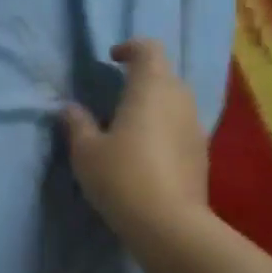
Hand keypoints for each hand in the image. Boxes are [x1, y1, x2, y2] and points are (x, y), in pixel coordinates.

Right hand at [60, 39, 210, 252]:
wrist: (168, 224)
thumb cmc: (121, 176)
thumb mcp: (86, 150)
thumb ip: (77, 123)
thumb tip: (69, 108)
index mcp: (150, 88)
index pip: (148, 49)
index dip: (130, 48)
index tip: (111, 59)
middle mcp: (179, 100)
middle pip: (164, 74)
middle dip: (140, 78)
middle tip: (113, 95)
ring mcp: (195, 127)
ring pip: (174, 101)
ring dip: (152, 104)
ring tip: (126, 125)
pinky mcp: (201, 153)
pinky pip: (180, 126)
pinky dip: (162, 128)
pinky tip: (144, 152)